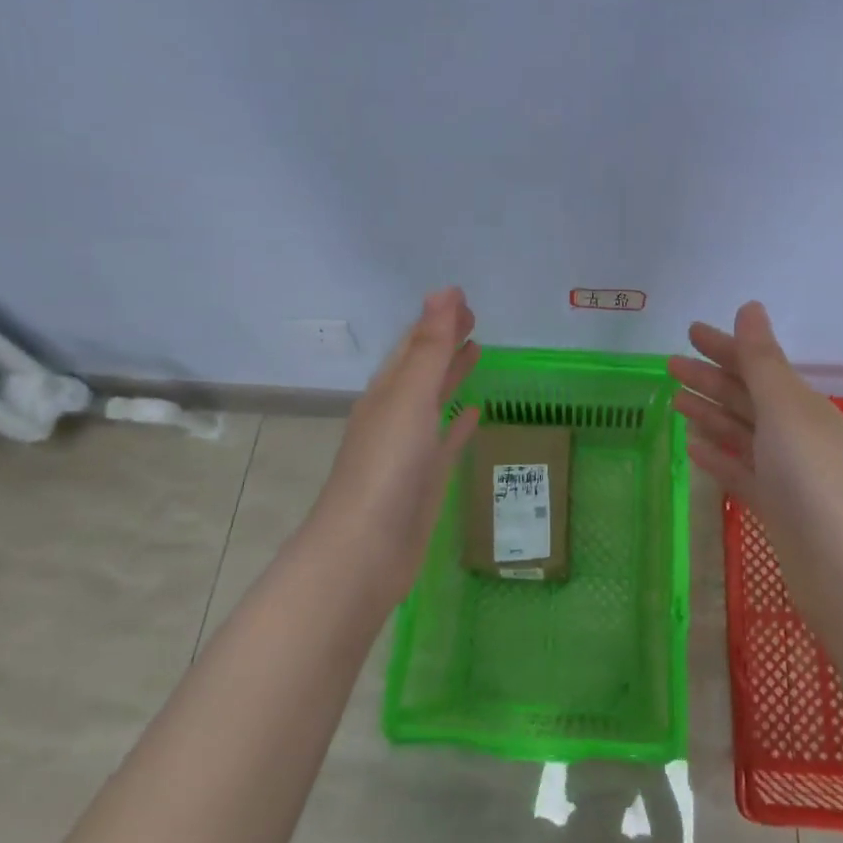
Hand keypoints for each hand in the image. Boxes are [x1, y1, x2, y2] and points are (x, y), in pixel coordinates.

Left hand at [314, 287, 481, 599]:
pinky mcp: (425, 479)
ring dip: (452, 375)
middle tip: (475, 318)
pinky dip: (459, 422)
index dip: (436, 319)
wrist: (366, 551)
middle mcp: (395, 414)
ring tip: (477, 352)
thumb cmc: (387, 468)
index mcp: (387, 391)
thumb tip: (445, 291)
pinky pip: (446, 439)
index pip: (413, 344)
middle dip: (445, 341)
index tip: (462, 298)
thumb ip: (430, 347)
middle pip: (423, 367)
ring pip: (434, 400)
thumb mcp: (410, 398)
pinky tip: (475, 412)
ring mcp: (409, 448)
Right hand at [670, 302, 842, 577]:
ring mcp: (785, 473)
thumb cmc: (811, 478)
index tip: (690, 332)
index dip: (724, 347)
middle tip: (670, 365)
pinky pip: (739, 471)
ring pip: (740, 433)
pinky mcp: (774, 507)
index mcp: (801, 405)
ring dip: (710, 414)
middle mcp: (795, 433)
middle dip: (710, 379)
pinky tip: (693, 448)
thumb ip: (761, 361)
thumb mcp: (784, 409)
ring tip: (675, 401)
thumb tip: (750, 307)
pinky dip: (718, 456)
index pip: (756, 366)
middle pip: (745, 397)